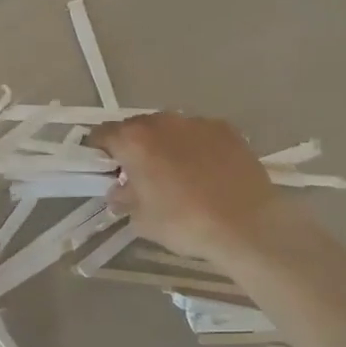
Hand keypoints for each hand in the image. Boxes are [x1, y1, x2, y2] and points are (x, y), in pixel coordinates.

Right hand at [91, 114, 298, 265]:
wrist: (247, 224)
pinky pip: (200, 134)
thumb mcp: (142, 220)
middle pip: (136, 128)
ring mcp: (197, 122)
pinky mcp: (226, 129)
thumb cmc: (185, 222)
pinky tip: (207, 171)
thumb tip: (119, 191)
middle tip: (140, 174)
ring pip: (170, 129)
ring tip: (178, 173)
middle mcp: (162, 122)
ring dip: (166, 145)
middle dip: (134, 147)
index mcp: (134, 140)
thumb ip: (124, 199)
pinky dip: (196, 147)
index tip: (104, 168)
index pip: (102, 134)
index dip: (99, 150)